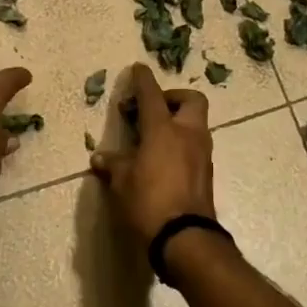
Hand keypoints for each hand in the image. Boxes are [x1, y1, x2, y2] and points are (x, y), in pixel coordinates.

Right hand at [87, 64, 216, 248]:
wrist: (185, 237)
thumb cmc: (148, 202)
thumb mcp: (122, 182)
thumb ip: (113, 164)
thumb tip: (99, 158)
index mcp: (163, 129)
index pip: (152, 95)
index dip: (143, 80)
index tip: (137, 69)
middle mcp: (188, 134)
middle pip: (191, 100)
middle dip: (173, 97)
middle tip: (152, 109)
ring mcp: (201, 153)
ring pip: (195, 123)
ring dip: (178, 122)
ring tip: (154, 137)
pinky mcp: (206, 172)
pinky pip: (195, 146)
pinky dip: (181, 143)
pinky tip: (163, 159)